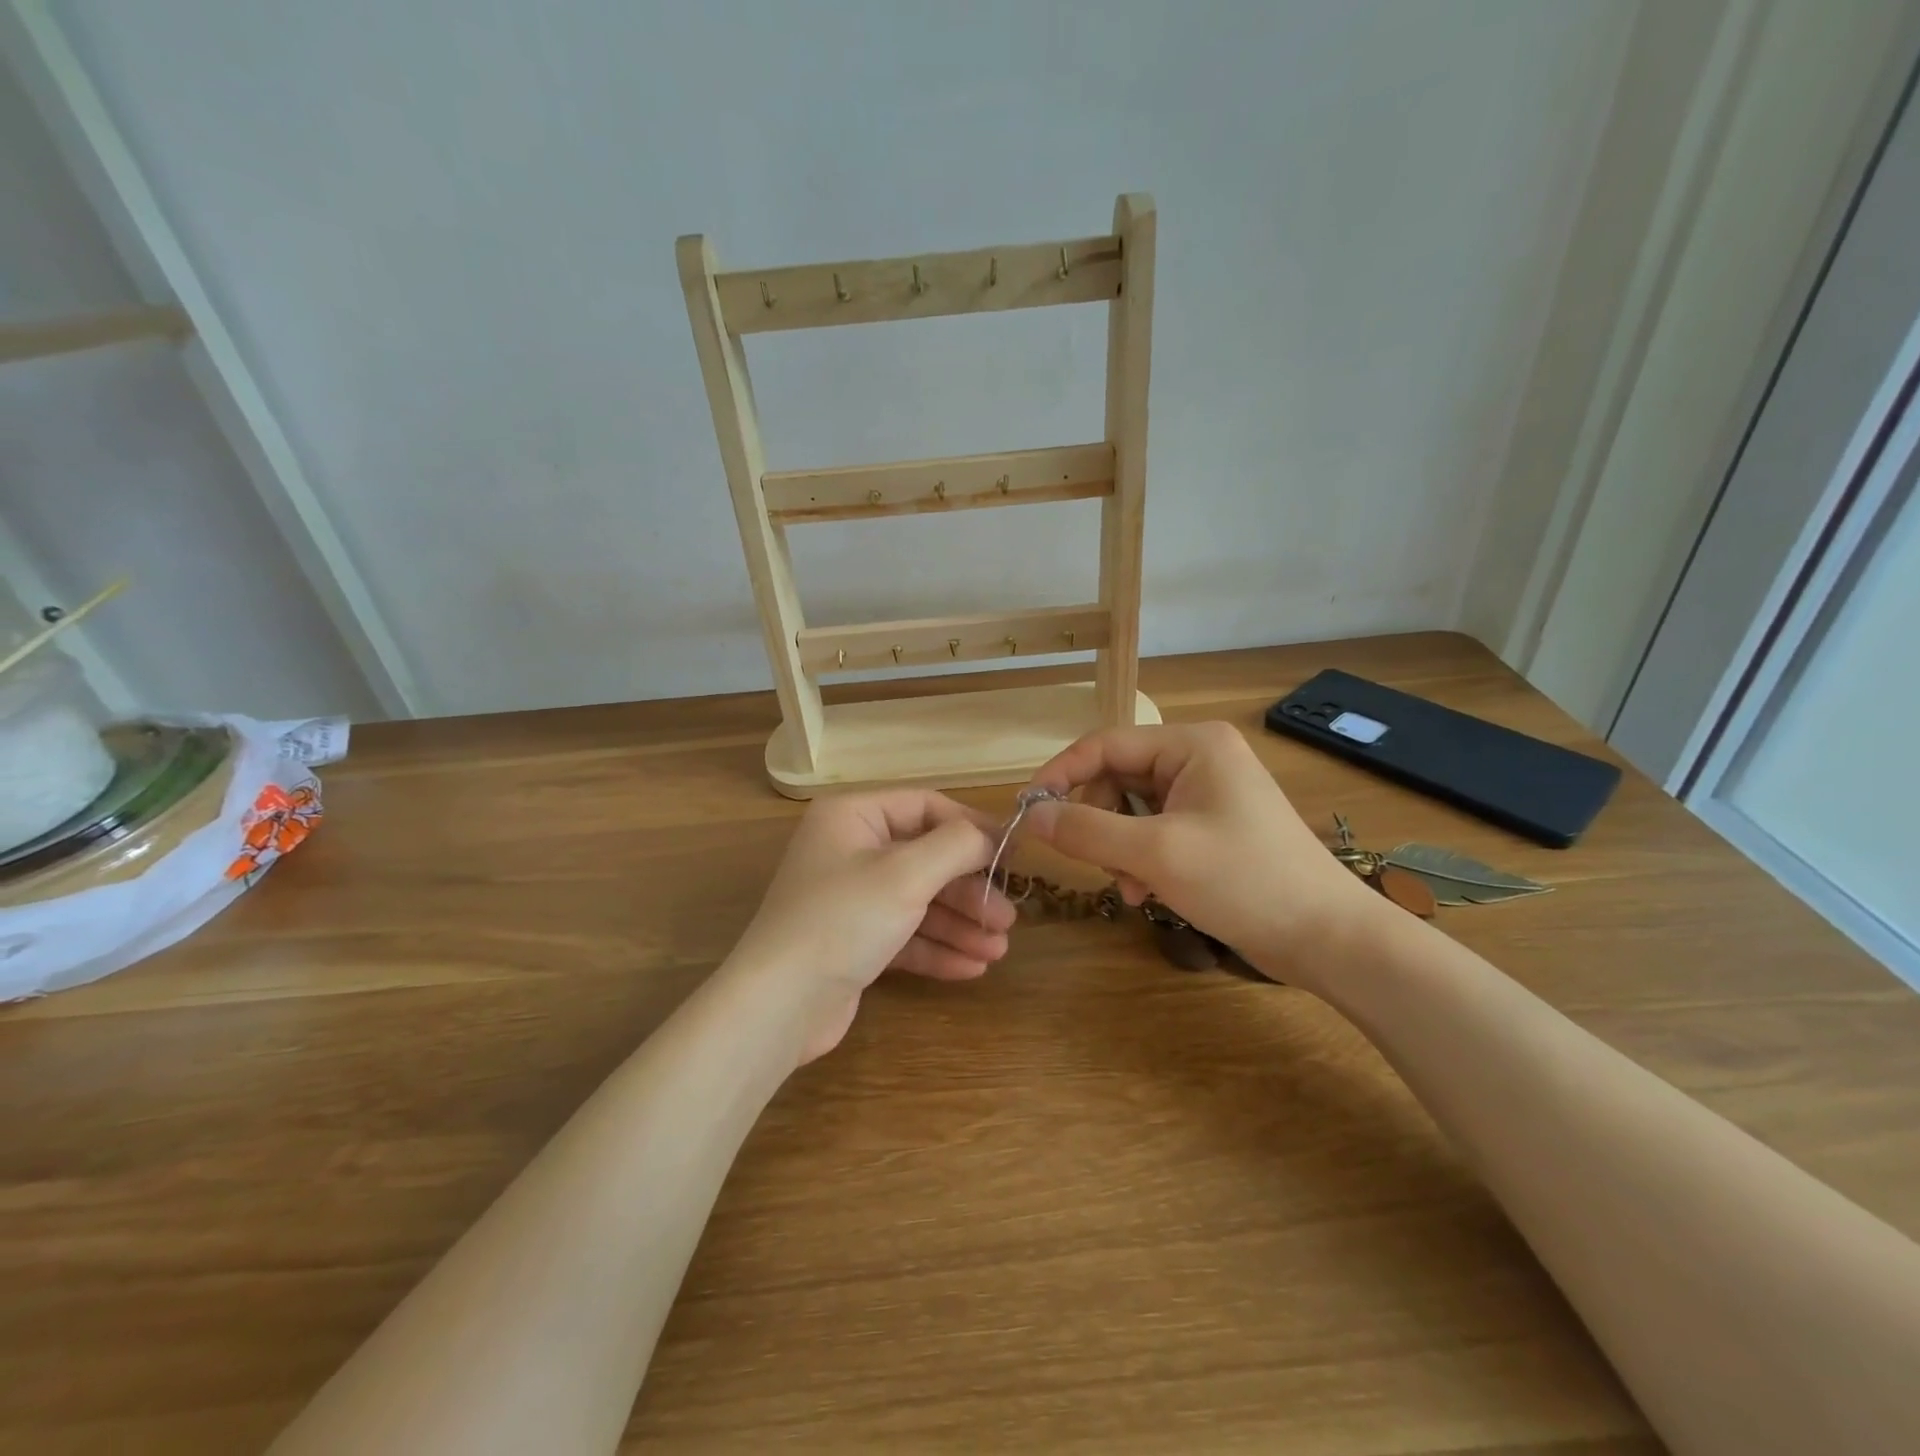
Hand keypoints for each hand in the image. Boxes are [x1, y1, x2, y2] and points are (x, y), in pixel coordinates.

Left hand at [729, 790, 1016, 1063]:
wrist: (779, 1005)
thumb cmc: (843, 919)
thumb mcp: (906, 874)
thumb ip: (957, 846)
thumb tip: (991, 835)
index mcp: (853, 817)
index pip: (925, 807)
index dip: (972, 828)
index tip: (1013, 854)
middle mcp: (850, 850)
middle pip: (926, 859)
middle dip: (969, 890)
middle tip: (1007, 918)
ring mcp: (850, 899)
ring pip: (918, 901)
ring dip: (959, 924)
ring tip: (998, 950)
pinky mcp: (853, 942)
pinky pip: (904, 935)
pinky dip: (936, 948)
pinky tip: (972, 968)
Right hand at [1023, 722, 1383, 987]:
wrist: (1327, 937)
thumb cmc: (1244, 881)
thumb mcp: (1156, 854)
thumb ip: (1087, 830)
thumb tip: (1033, 815)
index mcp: (1191, 744)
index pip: (1104, 744)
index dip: (1061, 774)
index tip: (1028, 810)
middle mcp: (1198, 758)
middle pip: (1116, 778)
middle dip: (1097, 822)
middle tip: (1089, 862)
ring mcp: (1207, 793)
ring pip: (1131, 810)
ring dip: (1118, 848)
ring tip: (1131, 887)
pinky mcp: (1211, 827)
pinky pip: (1154, 831)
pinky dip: (1140, 859)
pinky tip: (1147, 892)